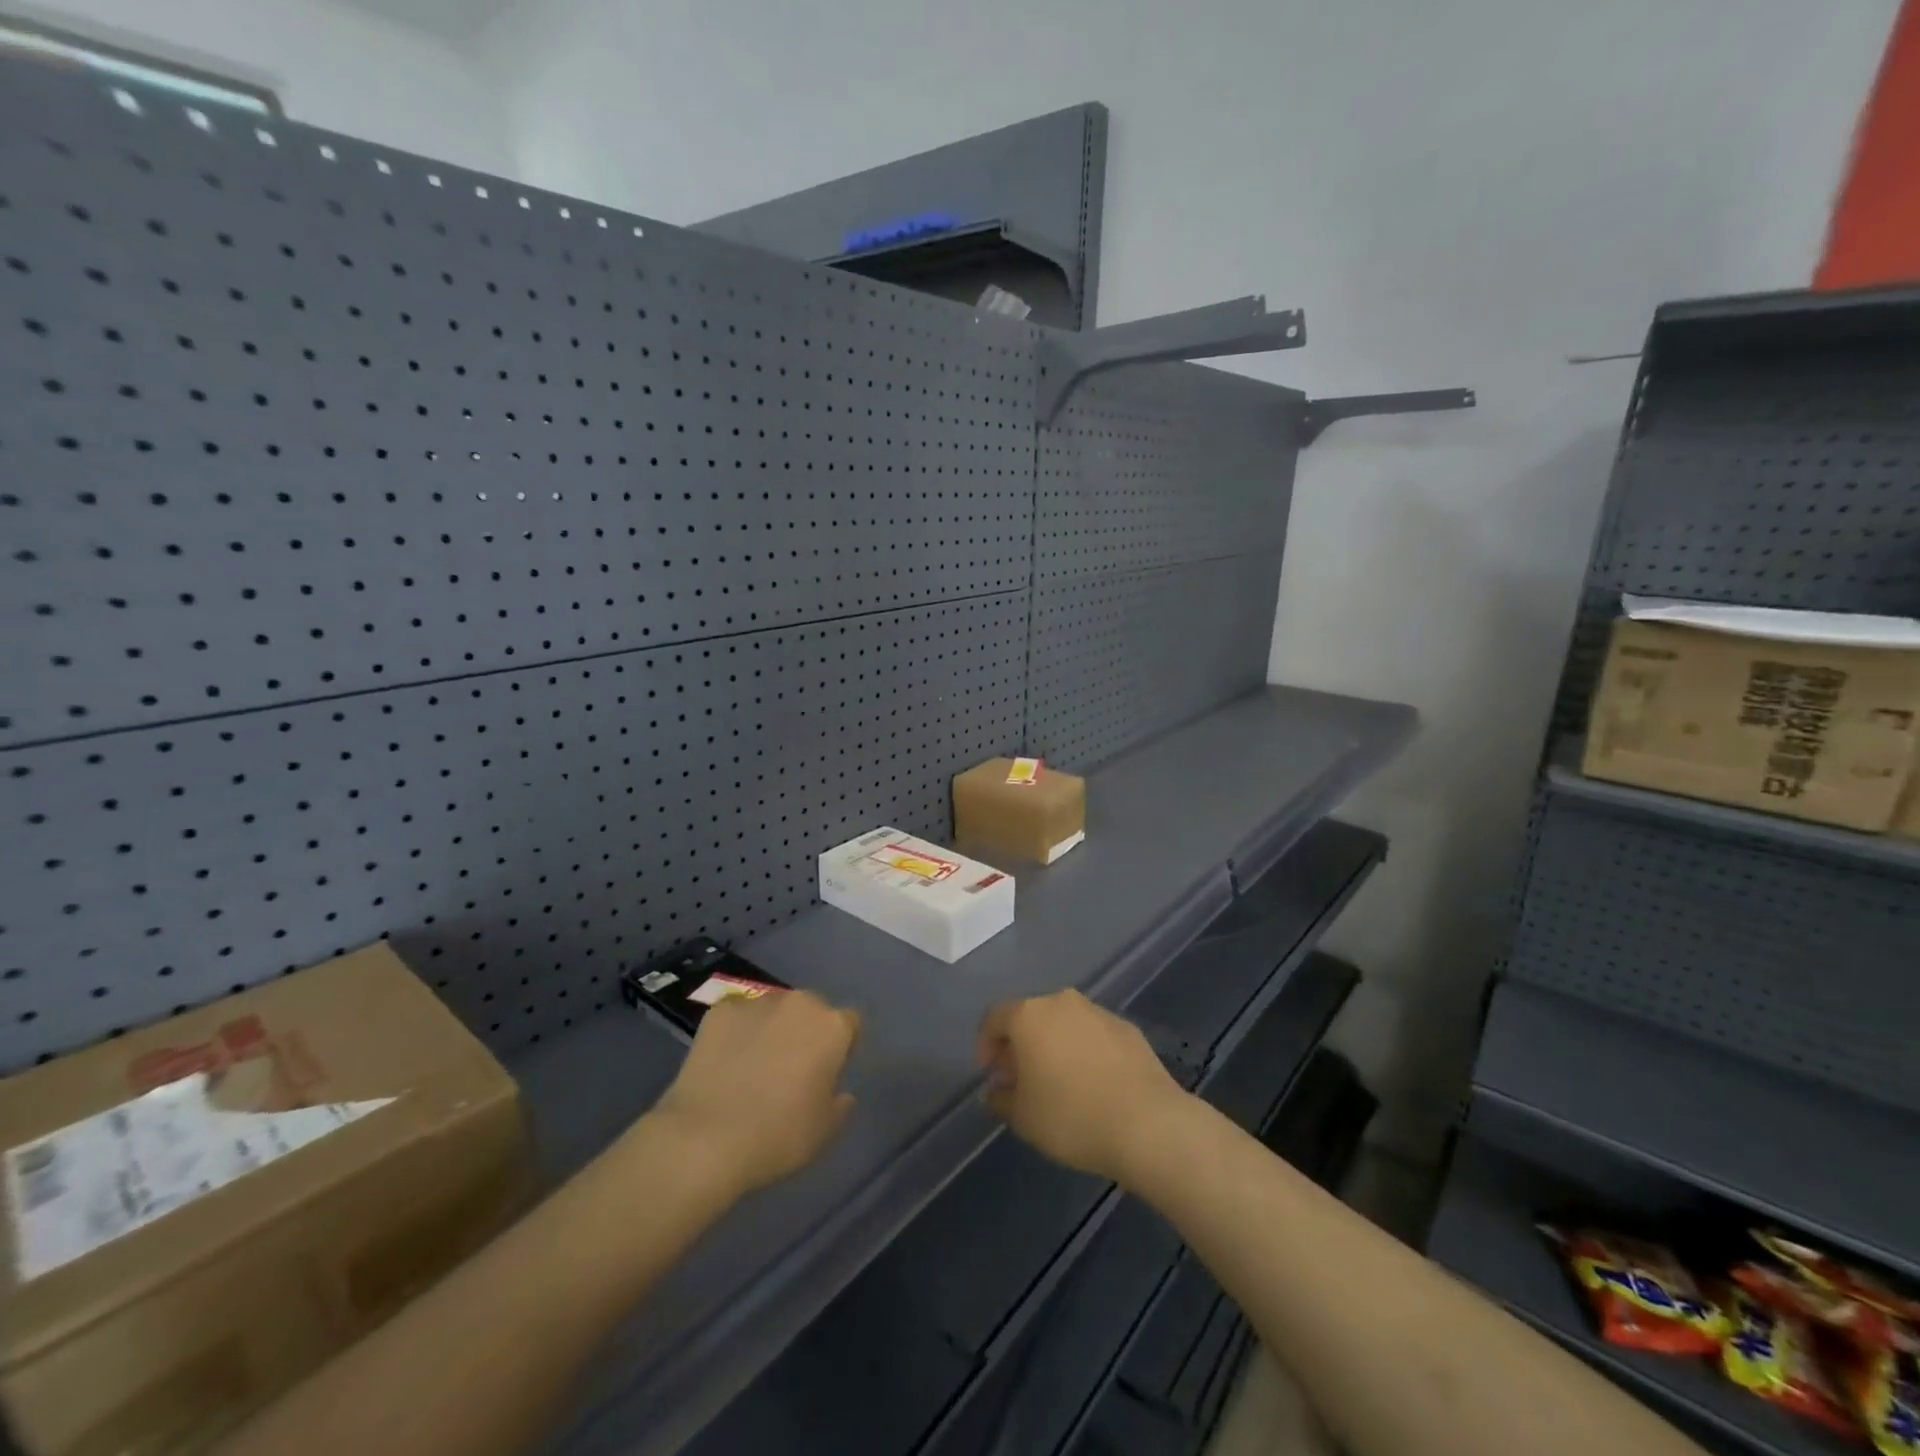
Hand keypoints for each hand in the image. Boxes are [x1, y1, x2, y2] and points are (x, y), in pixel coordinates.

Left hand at [646, 990, 860, 1196]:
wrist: (705, 1139)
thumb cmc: (777, 1136)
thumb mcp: (824, 1132)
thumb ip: (839, 1105)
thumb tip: (840, 1093)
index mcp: (832, 1026)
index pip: (849, 1024)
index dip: (841, 1047)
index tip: (827, 1073)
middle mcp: (799, 1003)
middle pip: (811, 1010)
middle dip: (806, 1031)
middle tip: (790, 1068)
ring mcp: (757, 1002)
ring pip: (774, 1010)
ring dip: (771, 1029)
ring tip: (752, 1066)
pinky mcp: (720, 1010)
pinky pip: (737, 1017)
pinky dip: (736, 1033)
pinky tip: (724, 1063)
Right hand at [975, 989, 1187, 1185]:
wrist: (1147, 1123)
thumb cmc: (1072, 1117)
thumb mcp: (1023, 1118)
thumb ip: (1001, 1099)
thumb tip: (995, 1090)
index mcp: (1029, 1015)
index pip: (995, 1017)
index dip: (985, 1043)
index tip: (990, 1074)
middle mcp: (1062, 1002)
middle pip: (1031, 1016)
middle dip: (1020, 1044)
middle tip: (1020, 1078)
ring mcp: (1098, 1012)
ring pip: (1064, 1023)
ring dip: (1054, 1046)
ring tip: (1058, 1083)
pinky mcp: (1127, 1028)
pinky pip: (1093, 1035)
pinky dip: (1084, 1051)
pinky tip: (1092, 1084)